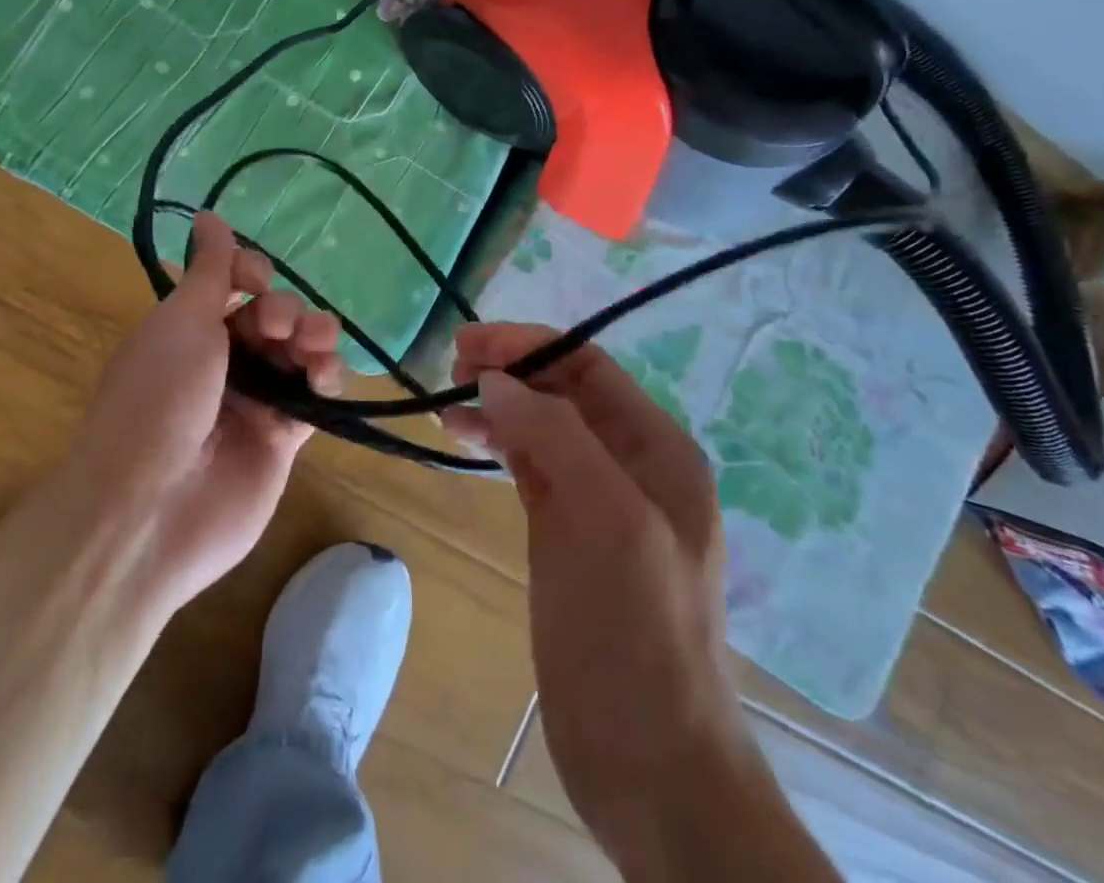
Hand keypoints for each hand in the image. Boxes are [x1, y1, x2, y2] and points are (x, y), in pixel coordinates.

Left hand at [67, 213, 337, 611]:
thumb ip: (210, 269)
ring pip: (298, 352)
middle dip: (284, 310)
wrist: (152, 510)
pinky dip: (326, 379)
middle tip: (277, 326)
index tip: (256, 281)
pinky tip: (326, 375)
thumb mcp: (181, 320)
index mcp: (187, 330)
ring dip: (314, 336)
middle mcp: (220, 362)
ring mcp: (253, 401)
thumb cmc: (159, 397)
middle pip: (272, 317)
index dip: (252, 274)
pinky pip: (313, 397)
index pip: (233, 286)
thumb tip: (209, 214)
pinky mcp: (282, 439)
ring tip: (316, 344)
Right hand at [443, 324, 749, 874]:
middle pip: (562, 391)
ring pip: (540, 426)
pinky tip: (464, 439)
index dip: (530, 345)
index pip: (588, 367)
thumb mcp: (608, 519)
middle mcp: (629, 463)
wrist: (647, 757)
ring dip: (497, 405)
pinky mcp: (565, 531)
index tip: (468, 344)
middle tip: (450, 369)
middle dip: (510, 370)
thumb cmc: (636, 629)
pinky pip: (528, 465)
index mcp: (657, 449)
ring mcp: (596, 499)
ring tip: (446, 406)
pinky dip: (497, 443)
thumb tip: (496, 381)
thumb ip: (555, 435)